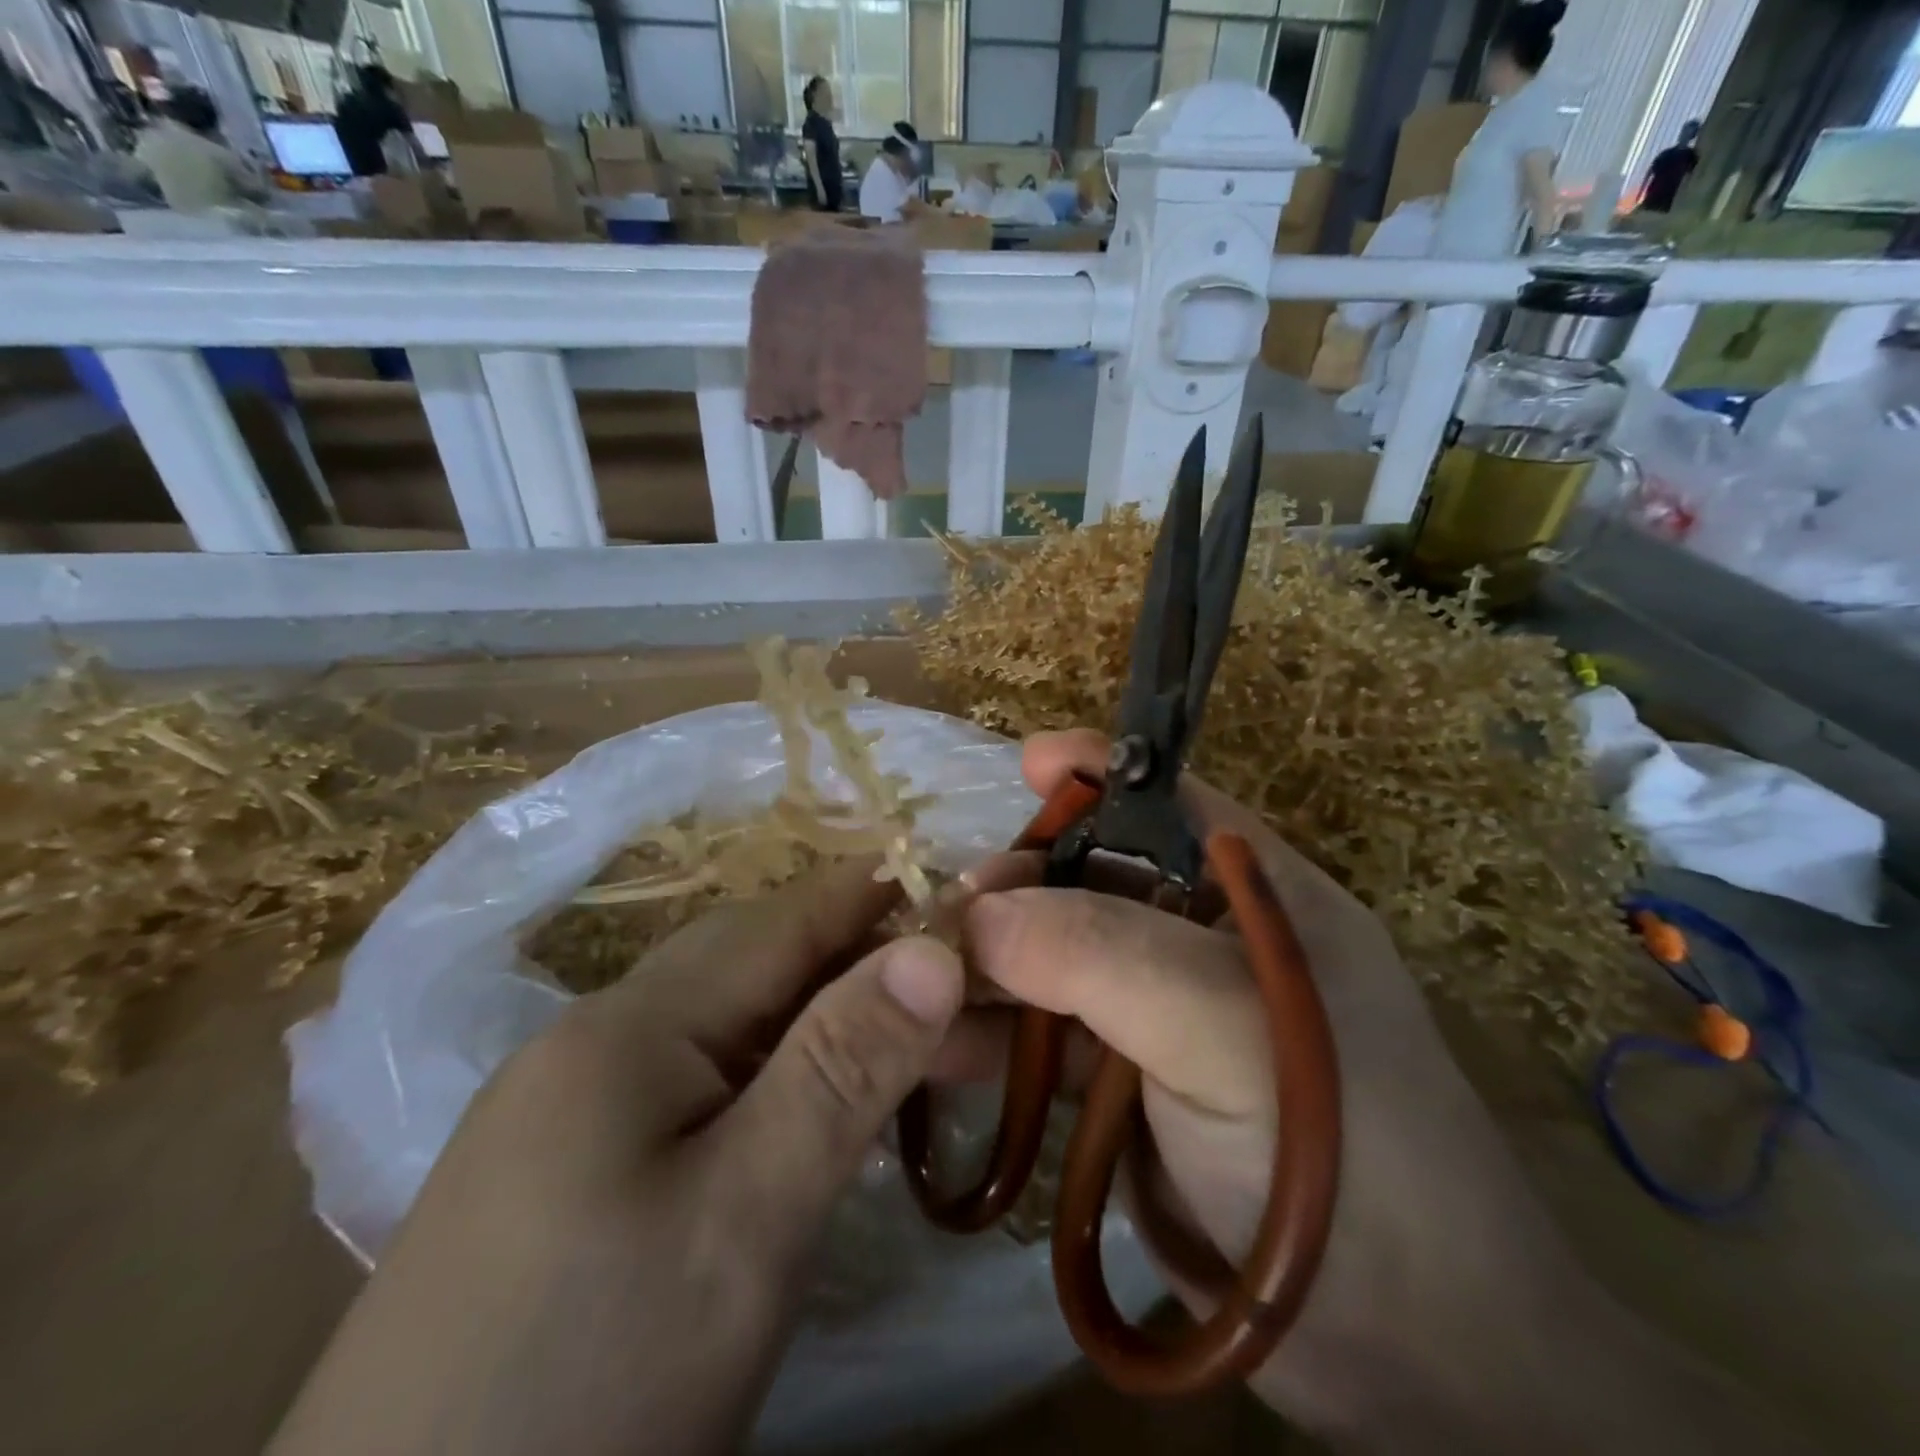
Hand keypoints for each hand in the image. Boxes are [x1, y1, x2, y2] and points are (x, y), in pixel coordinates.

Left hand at [271, 860, 963, 1455]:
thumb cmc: (585, 1391)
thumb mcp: (744, 1223)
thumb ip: (842, 1070)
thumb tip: (935, 946)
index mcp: (632, 1023)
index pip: (788, 919)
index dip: (884, 894)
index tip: (974, 889)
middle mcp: (600, 1039)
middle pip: (761, 966)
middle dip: (870, 963)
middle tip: (971, 990)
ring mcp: (579, 1107)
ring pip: (737, 1028)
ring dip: (831, 1026)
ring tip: (926, 1047)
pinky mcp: (576, 1172)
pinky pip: (705, 1087)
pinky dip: (782, 1081)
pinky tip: (822, 1109)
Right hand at [957, 730, 1747, 1450]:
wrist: (1407, 1358)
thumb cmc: (1341, 1151)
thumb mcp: (1227, 1028)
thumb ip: (1103, 952)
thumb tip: (978, 914)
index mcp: (1254, 894)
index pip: (1167, 803)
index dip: (1097, 774)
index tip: (1025, 763)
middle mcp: (1203, 940)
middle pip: (1090, 879)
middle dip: (1018, 883)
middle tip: (947, 913)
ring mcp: (1162, 1015)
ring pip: (1057, 960)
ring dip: (989, 966)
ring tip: (918, 983)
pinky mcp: (1128, 1086)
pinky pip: (1045, 1038)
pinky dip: (991, 1037)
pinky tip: (935, 1048)